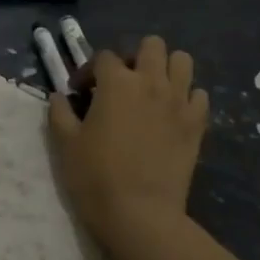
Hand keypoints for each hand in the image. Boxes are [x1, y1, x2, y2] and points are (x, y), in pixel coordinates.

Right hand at [49, 35, 208, 245]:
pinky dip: (186, 97)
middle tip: (121, 84)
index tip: (80, 93)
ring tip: (151, 91)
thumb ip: (60, 113)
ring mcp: (179, 101)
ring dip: (165, 69)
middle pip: (151, 45)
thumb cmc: (95, 176)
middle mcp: (151, 82)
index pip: (104, 57)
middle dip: (134, 57)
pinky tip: (171, 114)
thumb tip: (60, 97)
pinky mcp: (197, 123)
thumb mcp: (65, 143)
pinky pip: (199, 95)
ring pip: (182, 61)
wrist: (140, 213)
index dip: (89, 71)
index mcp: (116, 82)